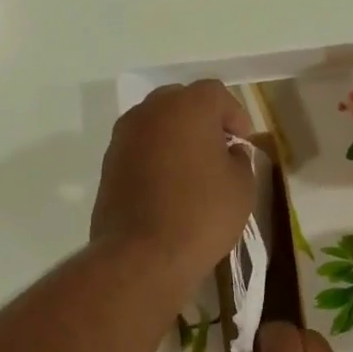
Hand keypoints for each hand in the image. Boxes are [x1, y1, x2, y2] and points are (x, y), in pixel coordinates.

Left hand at [91, 81, 254, 291]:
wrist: (142, 257)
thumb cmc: (201, 216)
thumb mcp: (242, 187)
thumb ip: (240, 158)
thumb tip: (229, 152)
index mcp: (187, 106)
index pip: (217, 95)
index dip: (235, 117)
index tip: (244, 144)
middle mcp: (149, 112)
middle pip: (181, 103)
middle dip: (202, 122)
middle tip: (218, 152)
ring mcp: (123, 138)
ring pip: (156, 126)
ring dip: (175, 141)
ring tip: (192, 172)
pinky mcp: (108, 166)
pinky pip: (139, 152)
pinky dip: (155, 161)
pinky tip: (167, 189)